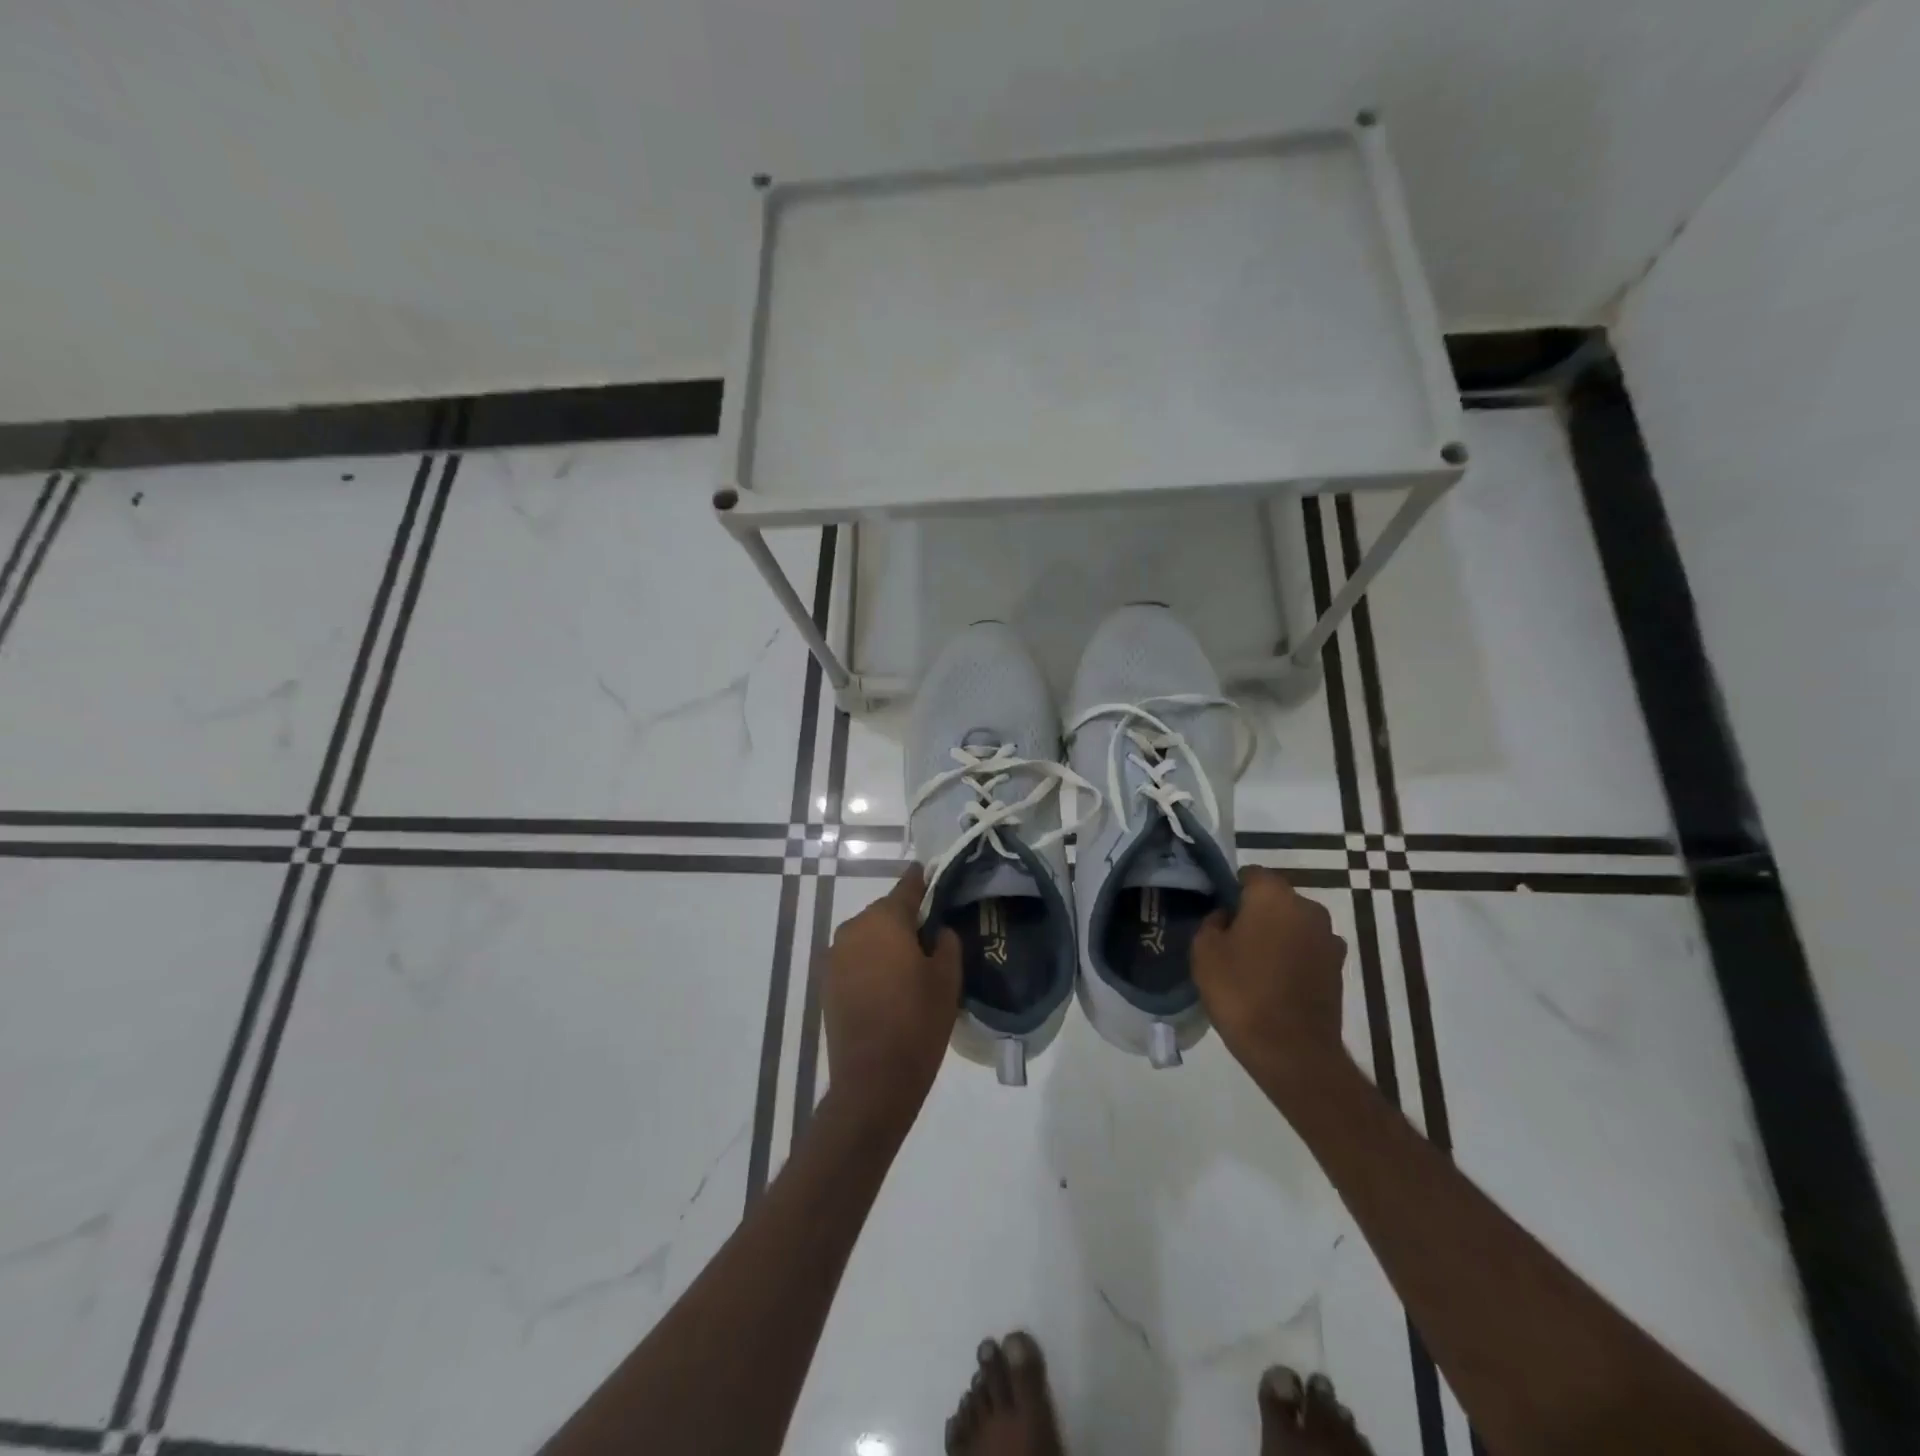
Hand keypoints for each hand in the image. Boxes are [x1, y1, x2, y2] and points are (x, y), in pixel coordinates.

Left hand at [823, 865, 962, 1120]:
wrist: (873, 1079)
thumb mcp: (947, 979)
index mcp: (885, 920)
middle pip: (886, 913)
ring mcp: (835, 956)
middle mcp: (854, 928)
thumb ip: (946, 942)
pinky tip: (888, 987)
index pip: (907, 887)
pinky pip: (855, 959)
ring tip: (911, 967)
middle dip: (907, 921)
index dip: (923, 881)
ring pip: (869, 937)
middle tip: (932, 940)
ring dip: (887, 944)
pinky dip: (871, 964)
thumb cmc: (917, 1022)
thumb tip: (938, 930)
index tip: (934, 876)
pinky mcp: (826, 982)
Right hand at [1192, 867, 1349, 1085]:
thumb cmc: (1241, 991)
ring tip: (1253, 964)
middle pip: (1275, 899)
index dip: (1231, 890)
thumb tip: (1227, 917)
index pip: (1250, 875)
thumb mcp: (1204, 951)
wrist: (1292, 1051)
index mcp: (1273, 896)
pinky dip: (1293, 958)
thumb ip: (1212, 922)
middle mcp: (1308, 908)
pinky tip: (1274, 983)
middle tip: (1231, 939)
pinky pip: (1307, 950)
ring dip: (1277, 936)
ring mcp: (1329, 939)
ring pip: (1293, 925)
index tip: (1217, 913)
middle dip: (1255, 912)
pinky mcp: (1338, 968)